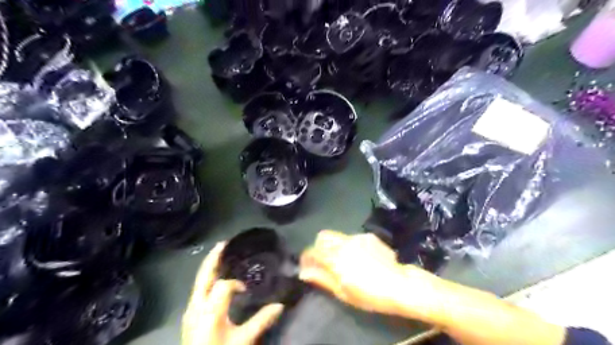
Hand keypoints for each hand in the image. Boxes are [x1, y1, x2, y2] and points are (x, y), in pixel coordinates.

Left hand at [181, 242, 283, 344]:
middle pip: (203, 276)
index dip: (236, 284)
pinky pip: (198, 290)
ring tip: (219, 253)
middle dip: (213, 259)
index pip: (223, 286)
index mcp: (210, 312)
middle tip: (223, 243)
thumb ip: (260, 322)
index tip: (247, 289)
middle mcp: (196, 307)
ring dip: (209, 267)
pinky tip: (214, 277)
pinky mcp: (190, 315)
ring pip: (198, 282)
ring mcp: (190, 311)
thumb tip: (280, 305)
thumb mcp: (242, 341)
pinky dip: (206, 278)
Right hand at [299, 232, 433, 318]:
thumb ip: (322, 278)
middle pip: (322, 236)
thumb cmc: (369, 294)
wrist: (399, 285)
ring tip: (346, 261)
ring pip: (338, 236)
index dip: (306, 257)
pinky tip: (362, 258)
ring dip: (335, 246)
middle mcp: (343, 242)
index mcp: (335, 258)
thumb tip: (304, 272)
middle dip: (318, 246)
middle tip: (323, 261)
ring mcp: (357, 237)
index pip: (312, 250)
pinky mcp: (369, 237)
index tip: (306, 265)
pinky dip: (351, 246)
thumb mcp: (342, 292)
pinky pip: (353, 238)